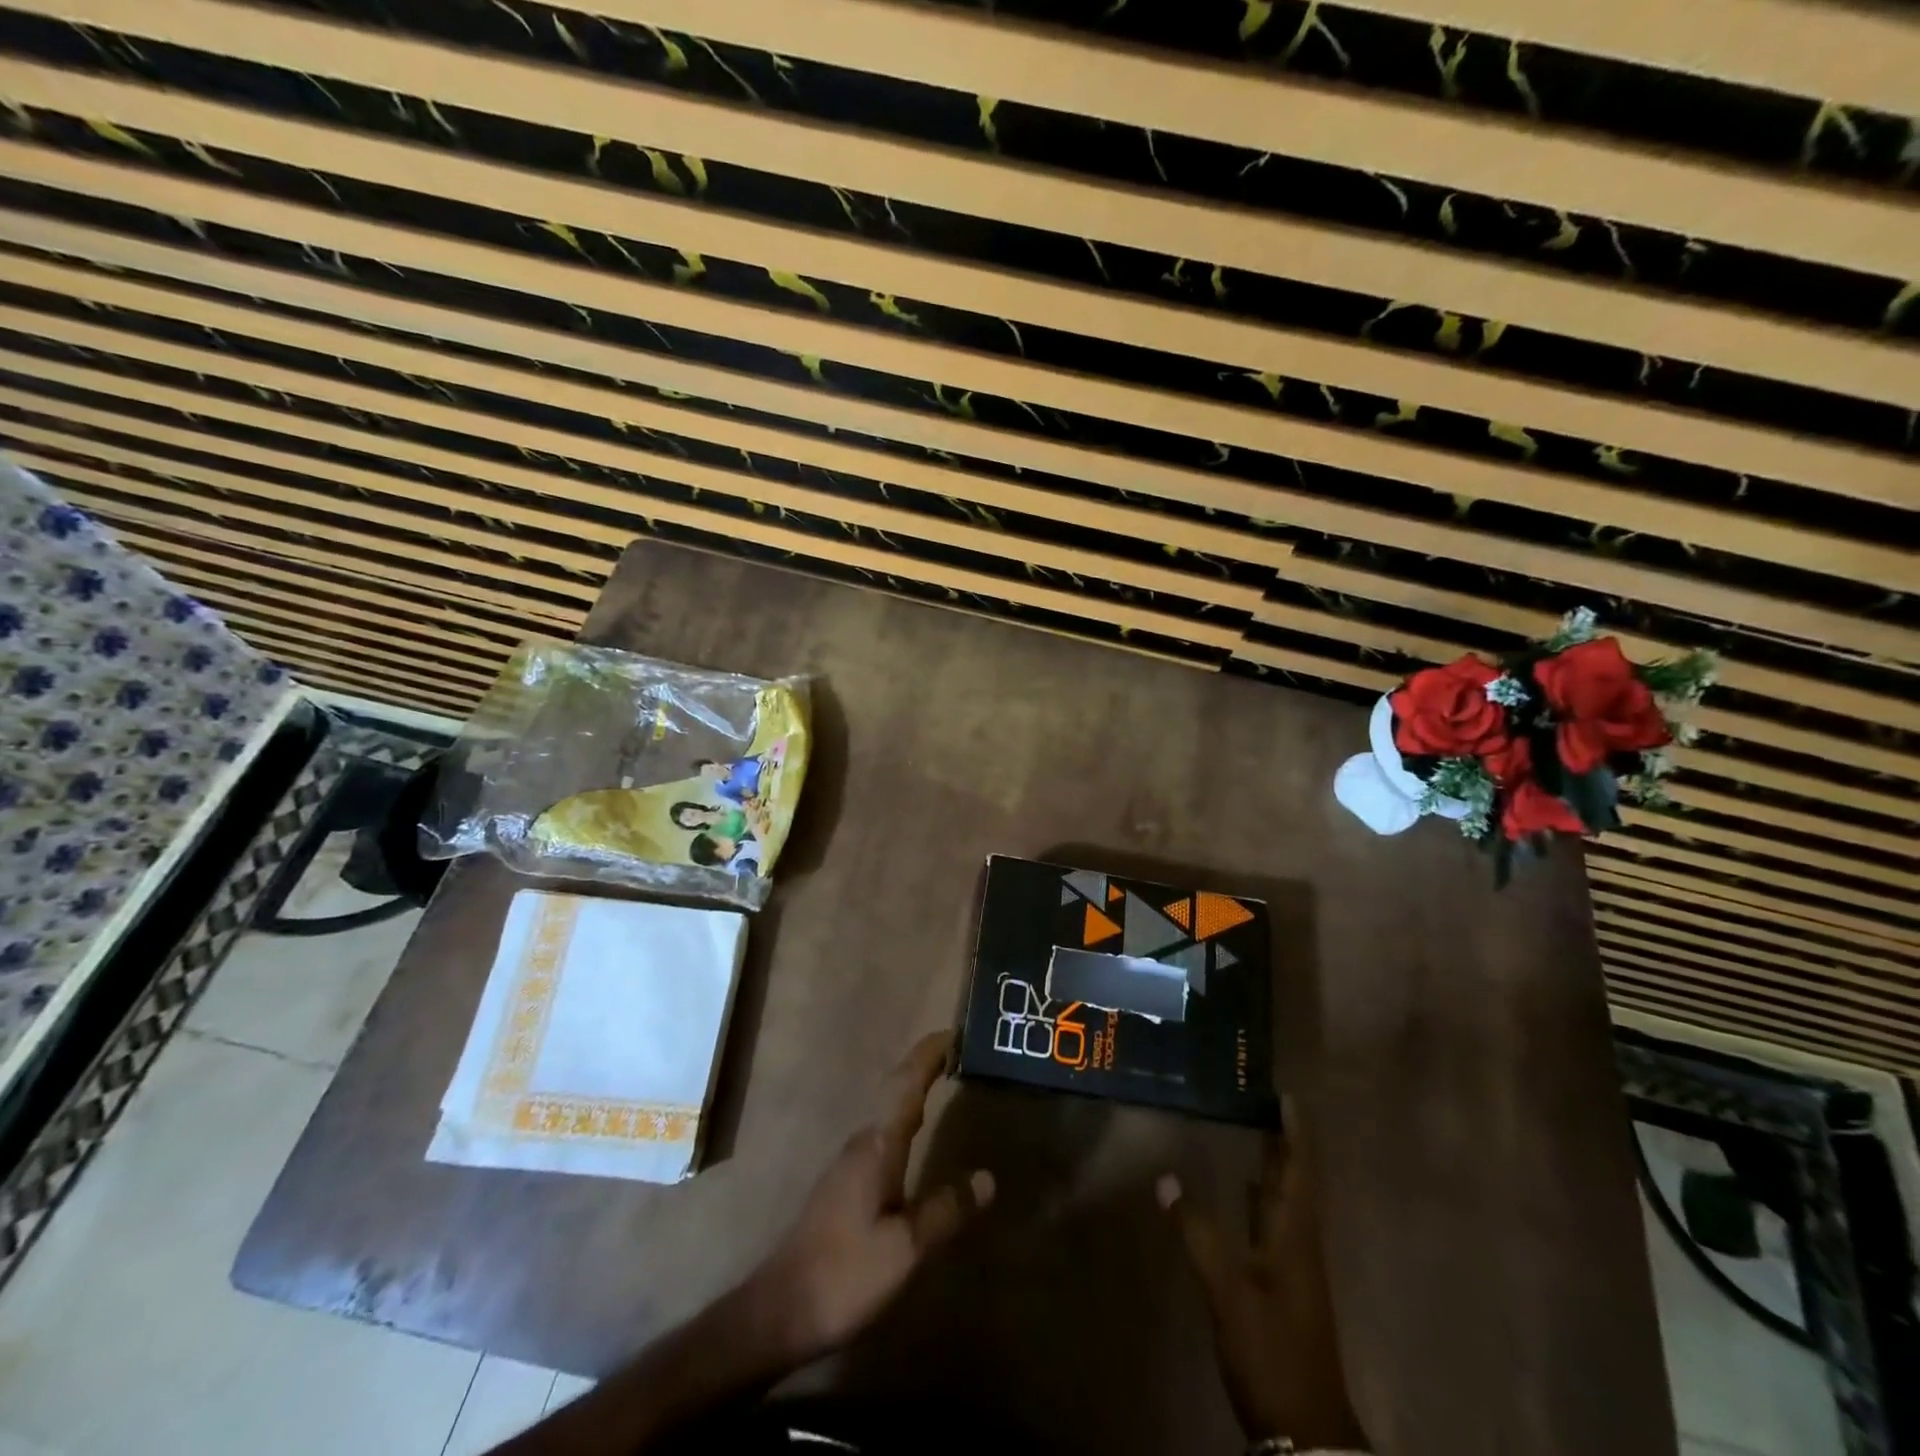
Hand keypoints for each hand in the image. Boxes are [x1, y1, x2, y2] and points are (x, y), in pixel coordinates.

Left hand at [747, 1032, 993, 1364]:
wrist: (780, 1311)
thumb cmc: (846, 1274)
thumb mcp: (906, 1247)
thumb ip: (946, 1210)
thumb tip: (988, 1177)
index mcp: (878, 1146)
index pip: (907, 1084)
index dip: (929, 1055)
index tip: (954, 1031)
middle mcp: (862, 1143)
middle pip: (897, 1090)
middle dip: (926, 1067)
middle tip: (959, 1053)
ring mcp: (848, 1163)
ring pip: (888, 1113)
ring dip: (914, 1091)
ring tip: (944, 1083)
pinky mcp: (844, 1185)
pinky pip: (882, 1135)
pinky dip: (904, 1118)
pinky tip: (915, 1136)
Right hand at [1159, 1133, 1368, 1451]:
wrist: (1303, 1429)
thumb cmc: (1270, 1350)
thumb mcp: (1228, 1291)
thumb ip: (1198, 1233)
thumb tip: (1165, 1178)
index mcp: (1296, 1239)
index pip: (1301, 1174)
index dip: (1297, 1136)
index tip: (1288, 1098)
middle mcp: (1300, 1246)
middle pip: (1296, 1184)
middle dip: (1284, 1145)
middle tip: (1264, 1104)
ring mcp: (1293, 1270)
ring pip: (1285, 1205)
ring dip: (1274, 1170)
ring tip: (1253, 1135)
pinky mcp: (1282, 1288)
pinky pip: (1272, 1227)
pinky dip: (1261, 1202)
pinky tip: (1244, 1194)